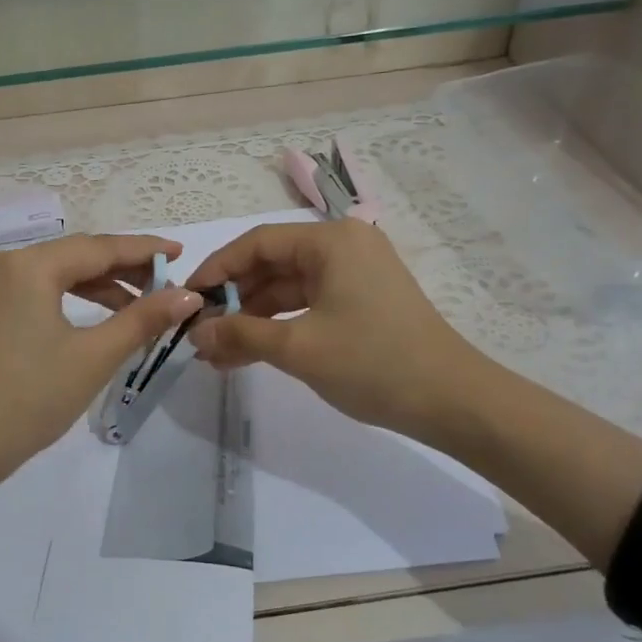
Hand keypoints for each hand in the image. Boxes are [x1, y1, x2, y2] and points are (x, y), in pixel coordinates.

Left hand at [0, 233, 201, 487]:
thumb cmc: (29, 399)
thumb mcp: (94, 357)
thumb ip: (143, 319)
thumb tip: (189, 295)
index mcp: (30, 265)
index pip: (100, 248)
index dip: (145, 251)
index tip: (181, 254)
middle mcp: (7, 263)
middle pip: (79, 255)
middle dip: (125, 269)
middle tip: (169, 284)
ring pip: (60, 272)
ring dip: (102, 285)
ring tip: (144, 305)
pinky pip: (41, 290)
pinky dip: (74, 299)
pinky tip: (103, 316)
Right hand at [184, 220, 485, 445]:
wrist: (453, 401)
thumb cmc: (374, 363)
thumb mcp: (299, 348)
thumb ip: (241, 334)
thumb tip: (195, 335)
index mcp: (331, 240)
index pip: (257, 243)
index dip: (217, 269)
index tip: (188, 299)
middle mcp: (344, 245)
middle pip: (272, 264)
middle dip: (234, 300)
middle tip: (200, 332)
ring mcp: (356, 273)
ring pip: (289, 287)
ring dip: (254, 318)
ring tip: (219, 353)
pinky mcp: (363, 299)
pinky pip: (309, 303)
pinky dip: (280, 325)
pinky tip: (251, 352)